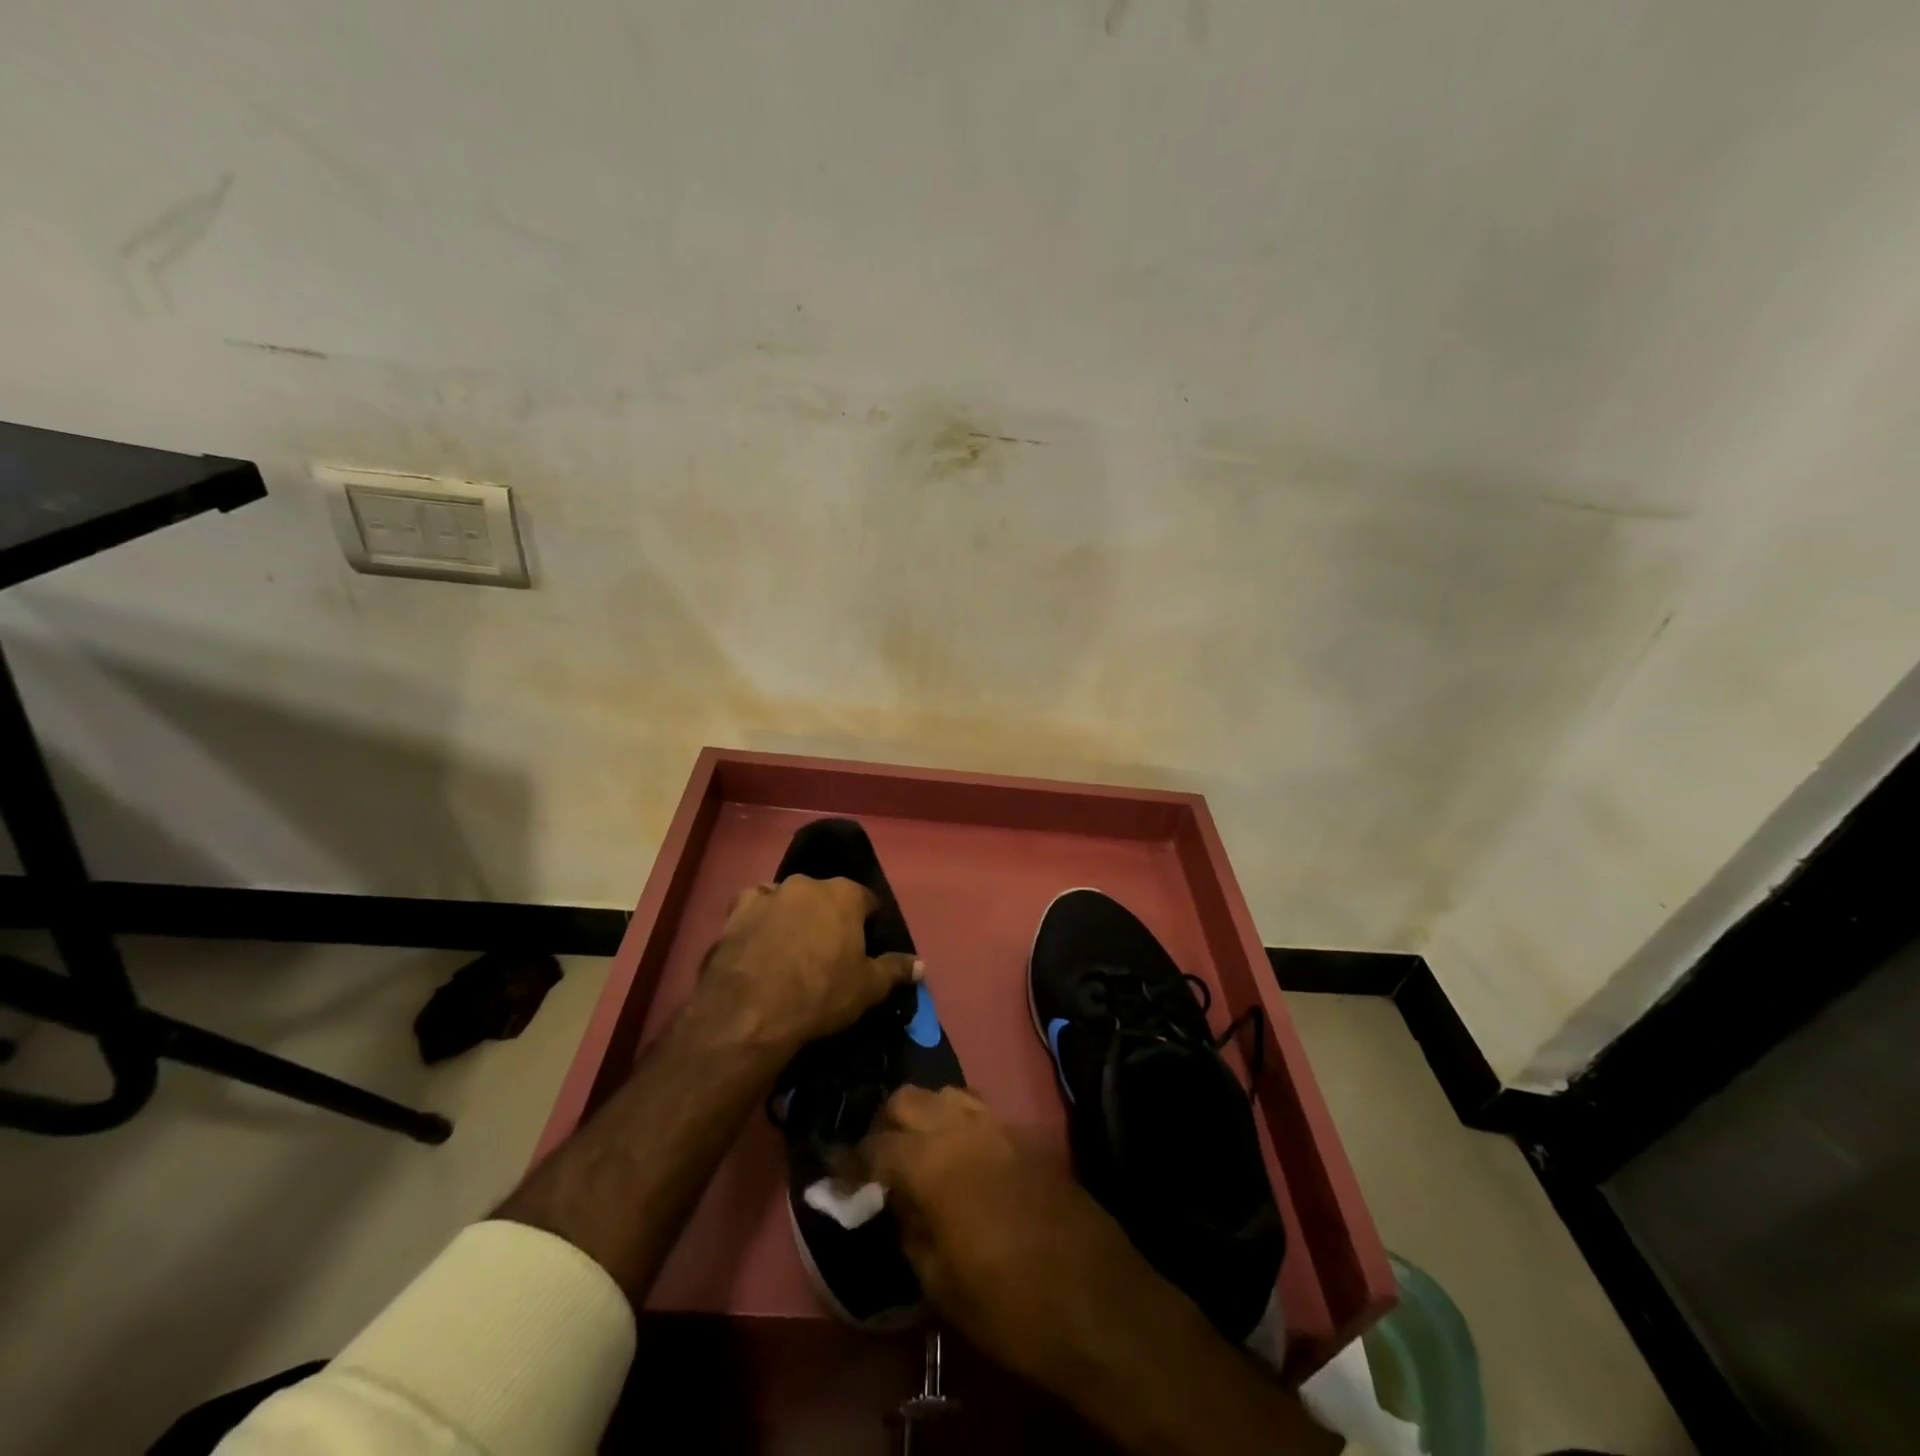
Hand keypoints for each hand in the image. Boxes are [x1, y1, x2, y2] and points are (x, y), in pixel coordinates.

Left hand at [694, 875, 920, 1056]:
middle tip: (826, 950)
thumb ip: (895, 970)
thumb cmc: (820, 994)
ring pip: (787, 898)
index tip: (864, 946)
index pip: (866, 900)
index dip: (867, 922)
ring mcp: (769, 894)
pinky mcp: (736, 912)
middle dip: (827, 916)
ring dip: (791, 914)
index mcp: (844, 895)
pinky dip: (757, 919)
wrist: (751, 1010)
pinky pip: (753, 907)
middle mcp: (807, 884)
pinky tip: (757, 941)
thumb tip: (921, 964)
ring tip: (789, 947)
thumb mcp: (867, 988)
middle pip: (825, 896)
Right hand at [862, 1088, 1338, 1455]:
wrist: (1097, 1299)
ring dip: (923, 1114)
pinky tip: (958, 1155)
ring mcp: (999, 1124)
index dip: (850, 1160)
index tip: (836, 1175)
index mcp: (933, 1162)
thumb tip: (892, 1199)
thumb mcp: (940, 1282)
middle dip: (884, 1123)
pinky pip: (978, 1109)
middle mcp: (962, 1127)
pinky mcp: (1025, 1133)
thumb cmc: (1009, 1304)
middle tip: (877, 1159)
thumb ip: (909, 1226)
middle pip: (907, 1099)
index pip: (875, 1145)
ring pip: (945, 1093)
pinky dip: (956, 1121)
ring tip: (917, 1152)